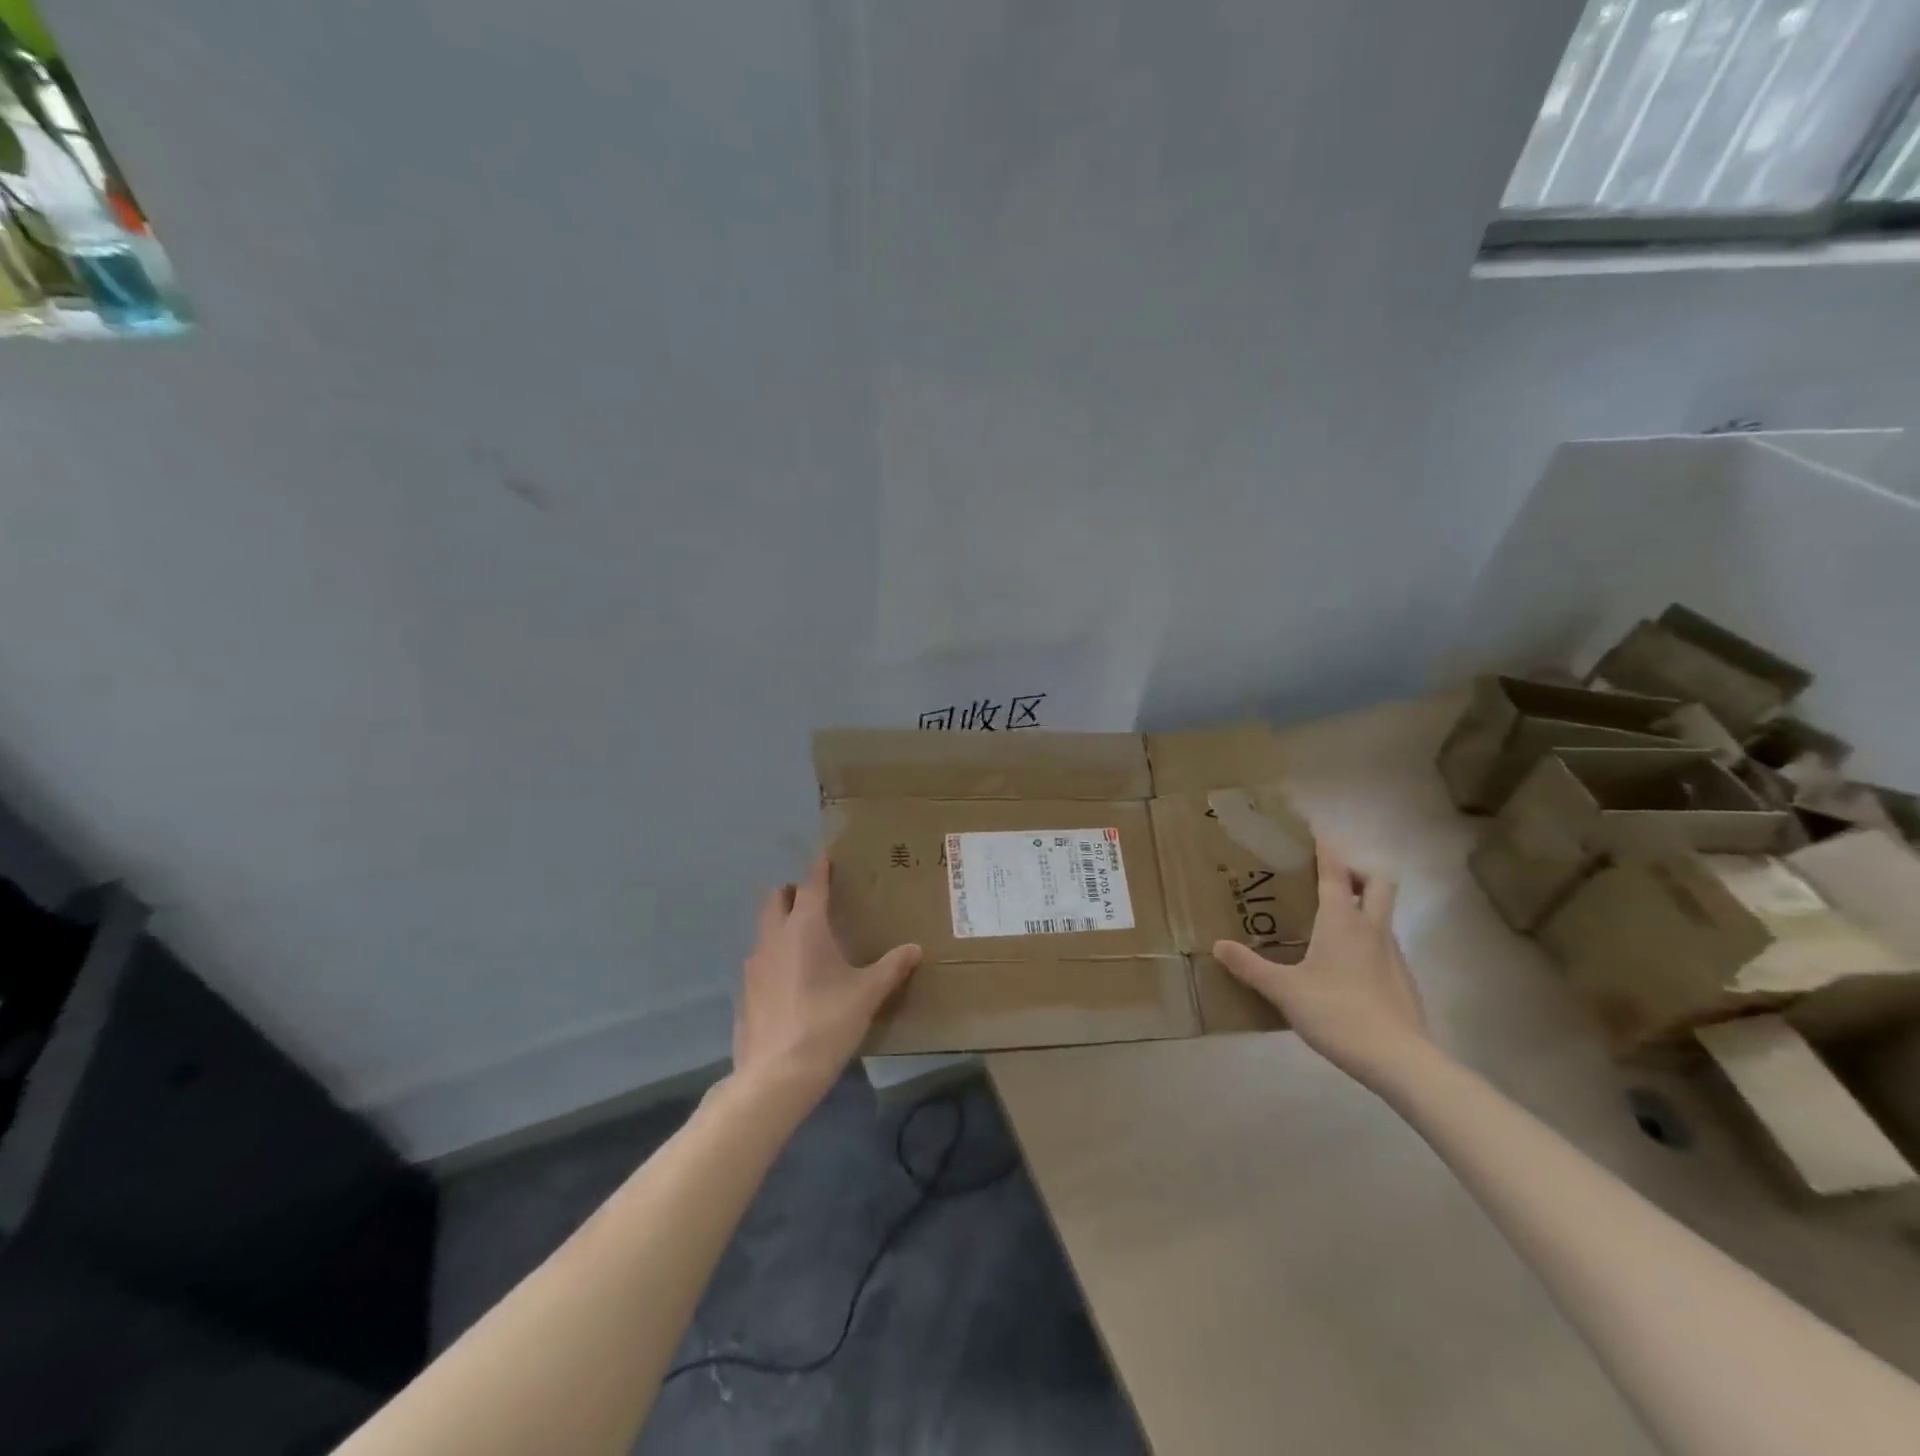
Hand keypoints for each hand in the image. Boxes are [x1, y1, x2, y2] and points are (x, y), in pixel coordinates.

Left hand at [732, 852, 920, 1105]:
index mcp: (804, 928)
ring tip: (805, 936)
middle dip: (793, 892)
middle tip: (815, 898)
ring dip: (781, 922)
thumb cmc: (827, 1023)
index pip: (810, 886)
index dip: (819, 870)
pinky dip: (774, 953)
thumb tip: (915, 949)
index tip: (826, 857)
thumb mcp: (867, 994)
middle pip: (777, 899)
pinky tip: (791, 976)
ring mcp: (754, 964)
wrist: (777, 1074)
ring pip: (765, 928)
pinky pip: (760, 958)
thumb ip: (891, 967)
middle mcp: (774, 937)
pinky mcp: (746, 990)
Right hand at [1213, 839, 1431, 1083]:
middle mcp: (1371, 928)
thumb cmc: (1337, 1012)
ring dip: (1364, 906)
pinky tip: (1345, 966)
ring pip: (1383, 914)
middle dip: (1358, 871)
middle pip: (1378, 882)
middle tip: (1331, 878)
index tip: (1316, 831)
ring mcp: (1393, 954)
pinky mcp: (1402, 980)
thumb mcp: (1284, 990)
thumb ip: (1250, 966)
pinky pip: (1384, 945)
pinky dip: (1367, 940)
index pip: (1336, 871)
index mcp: (1342, 920)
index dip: (1326, 848)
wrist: (1399, 1059)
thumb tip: (1218, 945)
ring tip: (1330, 922)